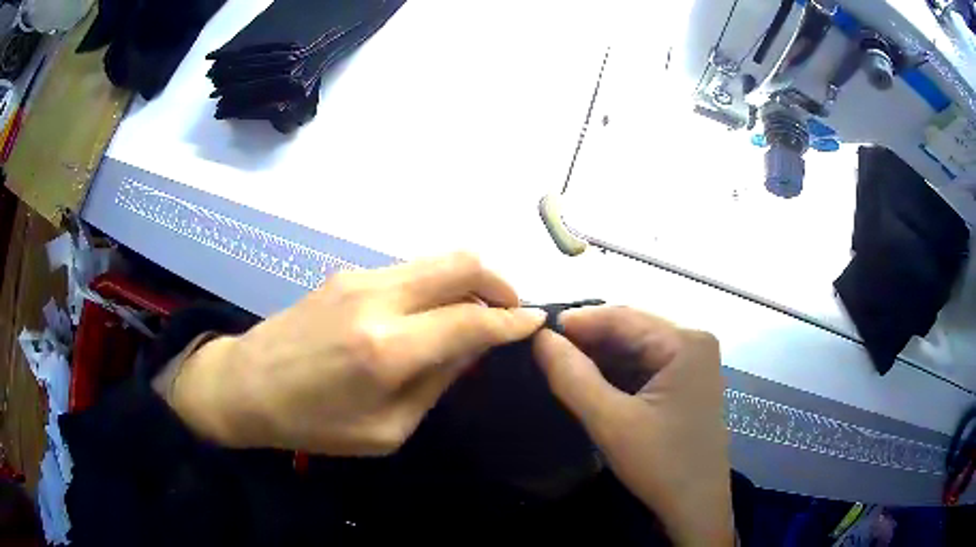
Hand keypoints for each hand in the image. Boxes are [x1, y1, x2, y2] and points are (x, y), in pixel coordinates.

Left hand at [157, 253, 545, 455]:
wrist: (246, 385)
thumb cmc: (314, 423)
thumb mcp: (386, 429)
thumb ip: (437, 382)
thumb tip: (474, 345)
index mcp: (388, 350)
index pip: (472, 319)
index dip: (512, 320)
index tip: (536, 322)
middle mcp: (378, 299)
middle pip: (461, 262)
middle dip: (500, 281)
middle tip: (511, 309)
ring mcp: (359, 277)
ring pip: (437, 259)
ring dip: (468, 280)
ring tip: (475, 311)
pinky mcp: (346, 273)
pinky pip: (410, 269)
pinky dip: (436, 283)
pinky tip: (430, 312)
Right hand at [532, 306, 733, 545]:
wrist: (696, 507)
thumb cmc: (660, 465)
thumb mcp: (611, 422)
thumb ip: (572, 377)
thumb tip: (540, 338)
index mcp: (686, 342)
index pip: (623, 316)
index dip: (577, 321)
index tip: (535, 333)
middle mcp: (694, 342)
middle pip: (631, 330)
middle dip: (588, 341)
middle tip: (544, 352)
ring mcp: (693, 363)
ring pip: (636, 348)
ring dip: (600, 357)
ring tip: (560, 365)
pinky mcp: (687, 383)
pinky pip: (645, 367)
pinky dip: (616, 373)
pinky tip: (590, 382)